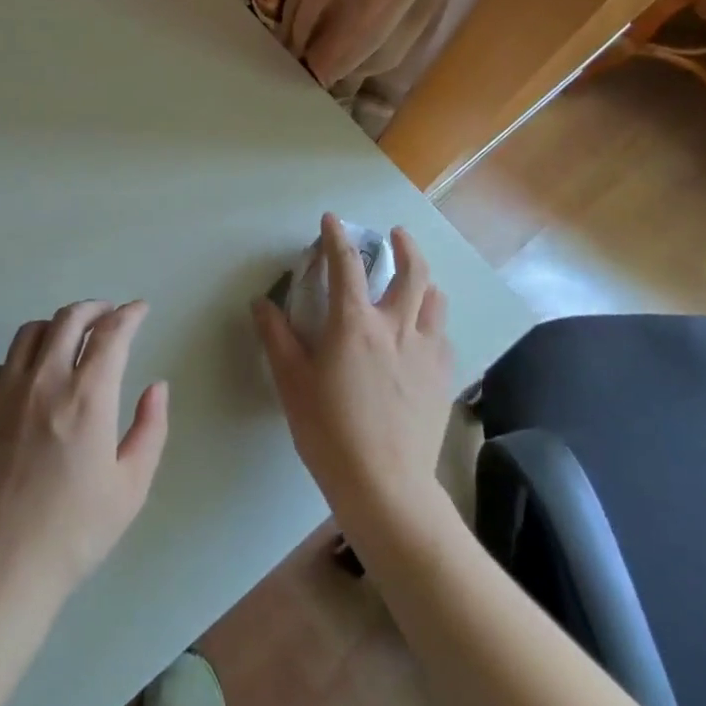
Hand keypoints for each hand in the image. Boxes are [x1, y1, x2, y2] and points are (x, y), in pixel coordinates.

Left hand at [0, 300, 168, 605]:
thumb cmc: (73, 533)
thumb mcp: (131, 487)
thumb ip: (150, 429)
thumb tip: (156, 386)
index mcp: (87, 397)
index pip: (112, 333)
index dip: (129, 314)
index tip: (139, 309)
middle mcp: (43, 381)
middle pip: (68, 319)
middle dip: (94, 308)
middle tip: (107, 315)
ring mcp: (1, 392)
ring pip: (29, 334)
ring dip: (56, 327)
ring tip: (68, 340)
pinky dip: (19, 363)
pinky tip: (27, 381)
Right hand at [253, 216, 452, 533]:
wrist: (385, 485)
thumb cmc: (328, 431)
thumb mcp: (291, 383)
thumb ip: (277, 337)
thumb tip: (262, 303)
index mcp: (354, 325)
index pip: (347, 265)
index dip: (338, 237)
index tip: (333, 220)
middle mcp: (396, 328)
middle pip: (412, 272)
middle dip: (405, 246)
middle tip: (397, 234)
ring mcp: (425, 353)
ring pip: (436, 301)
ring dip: (426, 281)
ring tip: (417, 280)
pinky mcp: (443, 378)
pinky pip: (443, 336)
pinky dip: (434, 322)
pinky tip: (426, 333)